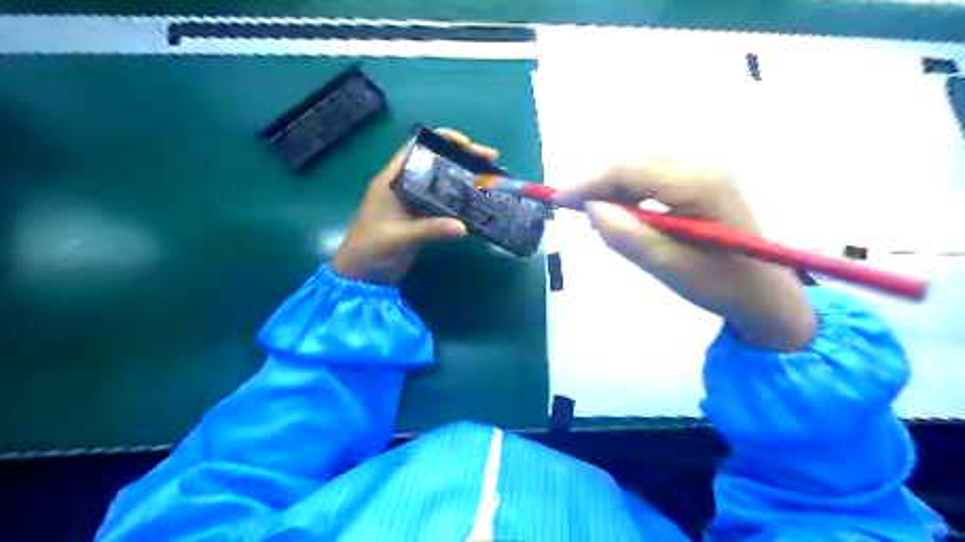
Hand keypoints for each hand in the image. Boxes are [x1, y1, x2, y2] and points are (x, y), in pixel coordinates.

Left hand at [332, 129, 496, 285]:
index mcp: (393, 180)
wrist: (362, 276)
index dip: (441, 140)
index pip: (416, 148)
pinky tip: (480, 202)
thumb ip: (429, 230)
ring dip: (465, 179)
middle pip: (436, 163)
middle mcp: (405, 186)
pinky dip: (461, 201)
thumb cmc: (370, 249)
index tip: (467, 143)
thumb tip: (463, 227)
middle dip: (462, 158)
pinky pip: (445, 204)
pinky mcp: (422, 219)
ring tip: (491, 178)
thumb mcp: (399, 237)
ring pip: (443, 183)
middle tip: (490, 158)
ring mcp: (415, 203)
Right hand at [559, 157, 813, 350]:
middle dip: (598, 182)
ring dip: (613, 187)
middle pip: (634, 161)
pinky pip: (653, 177)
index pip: (630, 169)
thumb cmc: (720, 285)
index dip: (590, 181)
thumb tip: (591, 208)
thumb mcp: (669, 268)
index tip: (559, 199)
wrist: (766, 295)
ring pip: (642, 167)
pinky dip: (629, 191)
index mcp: (698, 184)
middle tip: (573, 209)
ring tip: (597, 216)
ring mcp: (703, 173)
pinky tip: (624, 213)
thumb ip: (627, 236)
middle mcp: (701, 167)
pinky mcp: (701, 183)